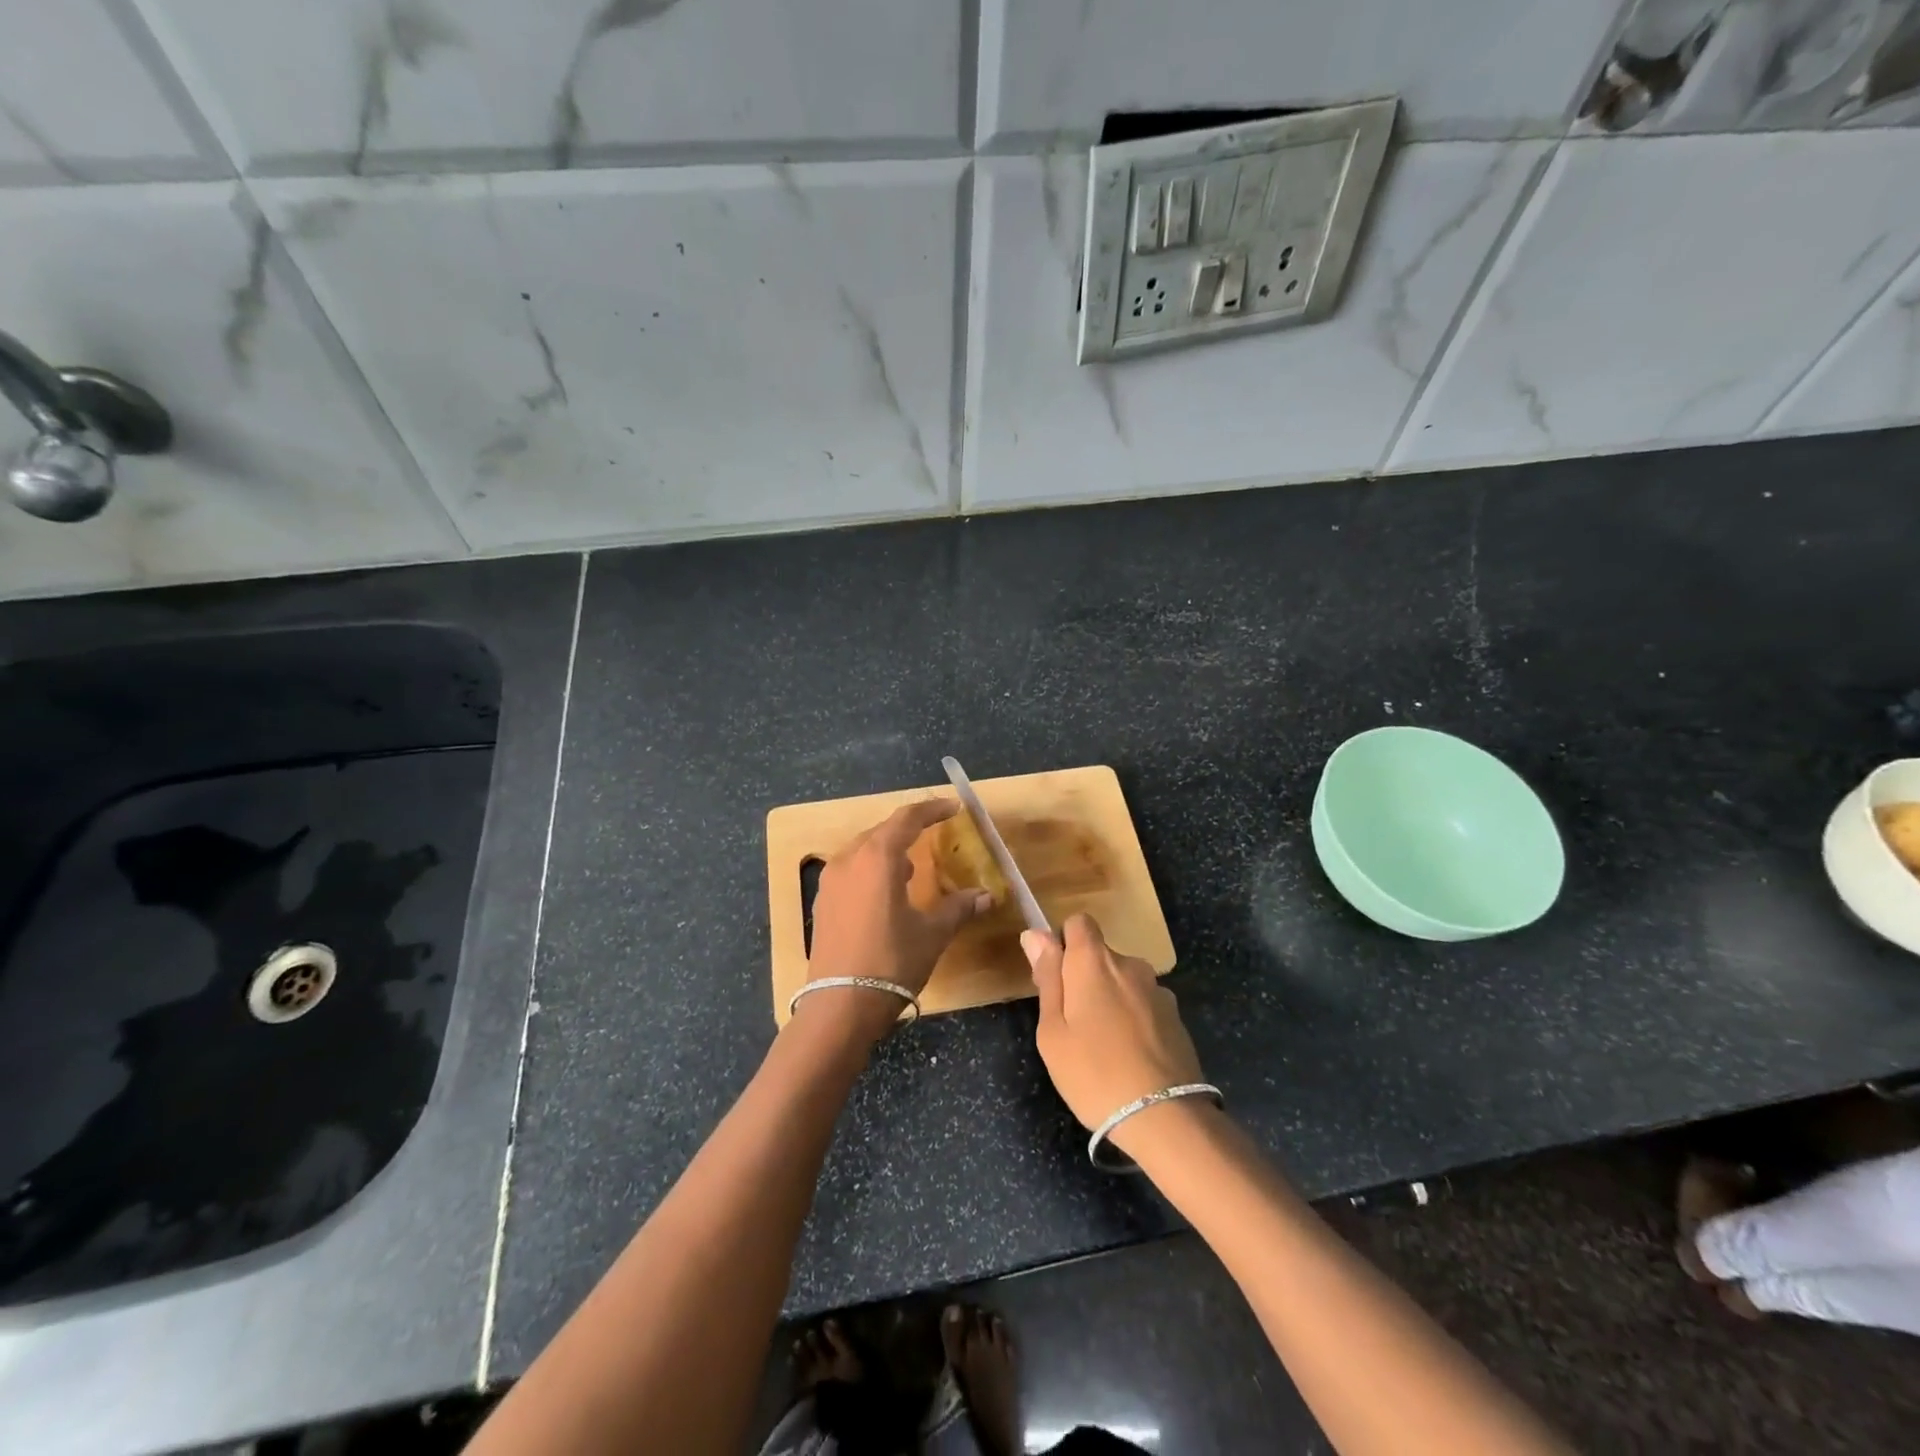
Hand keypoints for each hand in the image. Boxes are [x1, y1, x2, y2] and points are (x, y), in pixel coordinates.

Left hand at [802, 798, 990, 1036]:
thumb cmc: (891, 963)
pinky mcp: (822, 903)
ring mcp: (830, 882)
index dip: (931, 809)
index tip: (953, 808)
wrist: (839, 1006)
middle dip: (908, 829)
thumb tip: (987, 896)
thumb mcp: (932, 934)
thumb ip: (958, 908)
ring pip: (862, 851)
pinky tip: (886, 893)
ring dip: (888, 851)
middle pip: (881, 831)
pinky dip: (871, 870)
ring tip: (912, 867)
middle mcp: (849, 860)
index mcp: (877, 858)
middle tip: (934, 833)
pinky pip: (850, 871)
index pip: (906, 819)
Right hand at [1022, 914, 1205, 1147]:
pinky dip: (1134, 1019)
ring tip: (1104, 1047)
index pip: (1078, 922)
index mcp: (1094, 961)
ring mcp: (1157, 989)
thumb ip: (1047, 978)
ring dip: (1111, 1000)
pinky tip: (1130, 1057)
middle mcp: (1129, 964)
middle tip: (1072, 1025)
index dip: (1063, 942)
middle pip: (1100, 955)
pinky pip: (1143, 1004)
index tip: (1056, 978)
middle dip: (1084, 978)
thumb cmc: (1093, 1073)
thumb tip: (1036, 935)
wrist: (1164, 1116)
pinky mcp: (1176, 1016)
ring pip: (1123, 982)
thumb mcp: (1053, 1031)